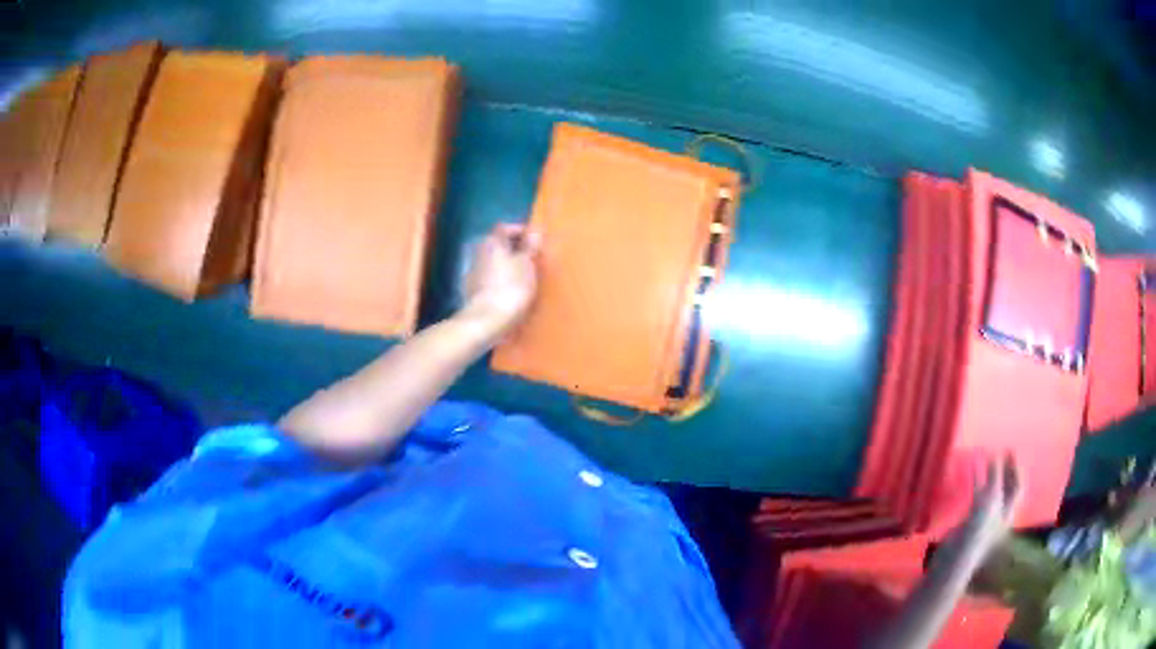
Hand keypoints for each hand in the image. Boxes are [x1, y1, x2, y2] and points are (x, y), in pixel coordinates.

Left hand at [460, 223, 540, 342]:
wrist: (486, 321)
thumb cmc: (510, 288)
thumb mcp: (526, 265)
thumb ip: (530, 247)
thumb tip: (534, 231)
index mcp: (492, 242)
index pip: (505, 228)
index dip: (520, 231)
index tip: (535, 242)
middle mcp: (479, 253)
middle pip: (497, 245)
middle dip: (513, 250)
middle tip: (531, 260)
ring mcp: (473, 273)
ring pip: (493, 262)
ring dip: (506, 266)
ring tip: (523, 278)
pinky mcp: (472, 291)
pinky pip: (489, 279)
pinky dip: (499, 281)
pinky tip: (510, 292)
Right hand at [941, 454, 1023, 571]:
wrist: (953, 562)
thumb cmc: (976, 535)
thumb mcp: (989, 504)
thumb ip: (993, 480)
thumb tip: (995, 455)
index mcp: (1008, 512)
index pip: (1017, 486)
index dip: (1016, 468)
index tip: (1009, 449)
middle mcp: (1000, 514)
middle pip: (1006, 487)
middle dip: (1004, 470)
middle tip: (1001, 451)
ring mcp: (985, 518)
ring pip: (991, 490)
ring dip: (989, 474)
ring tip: (986, 456)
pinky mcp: (970, 521)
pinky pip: (976, 494)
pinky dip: (975, 480)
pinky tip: (970, 469)